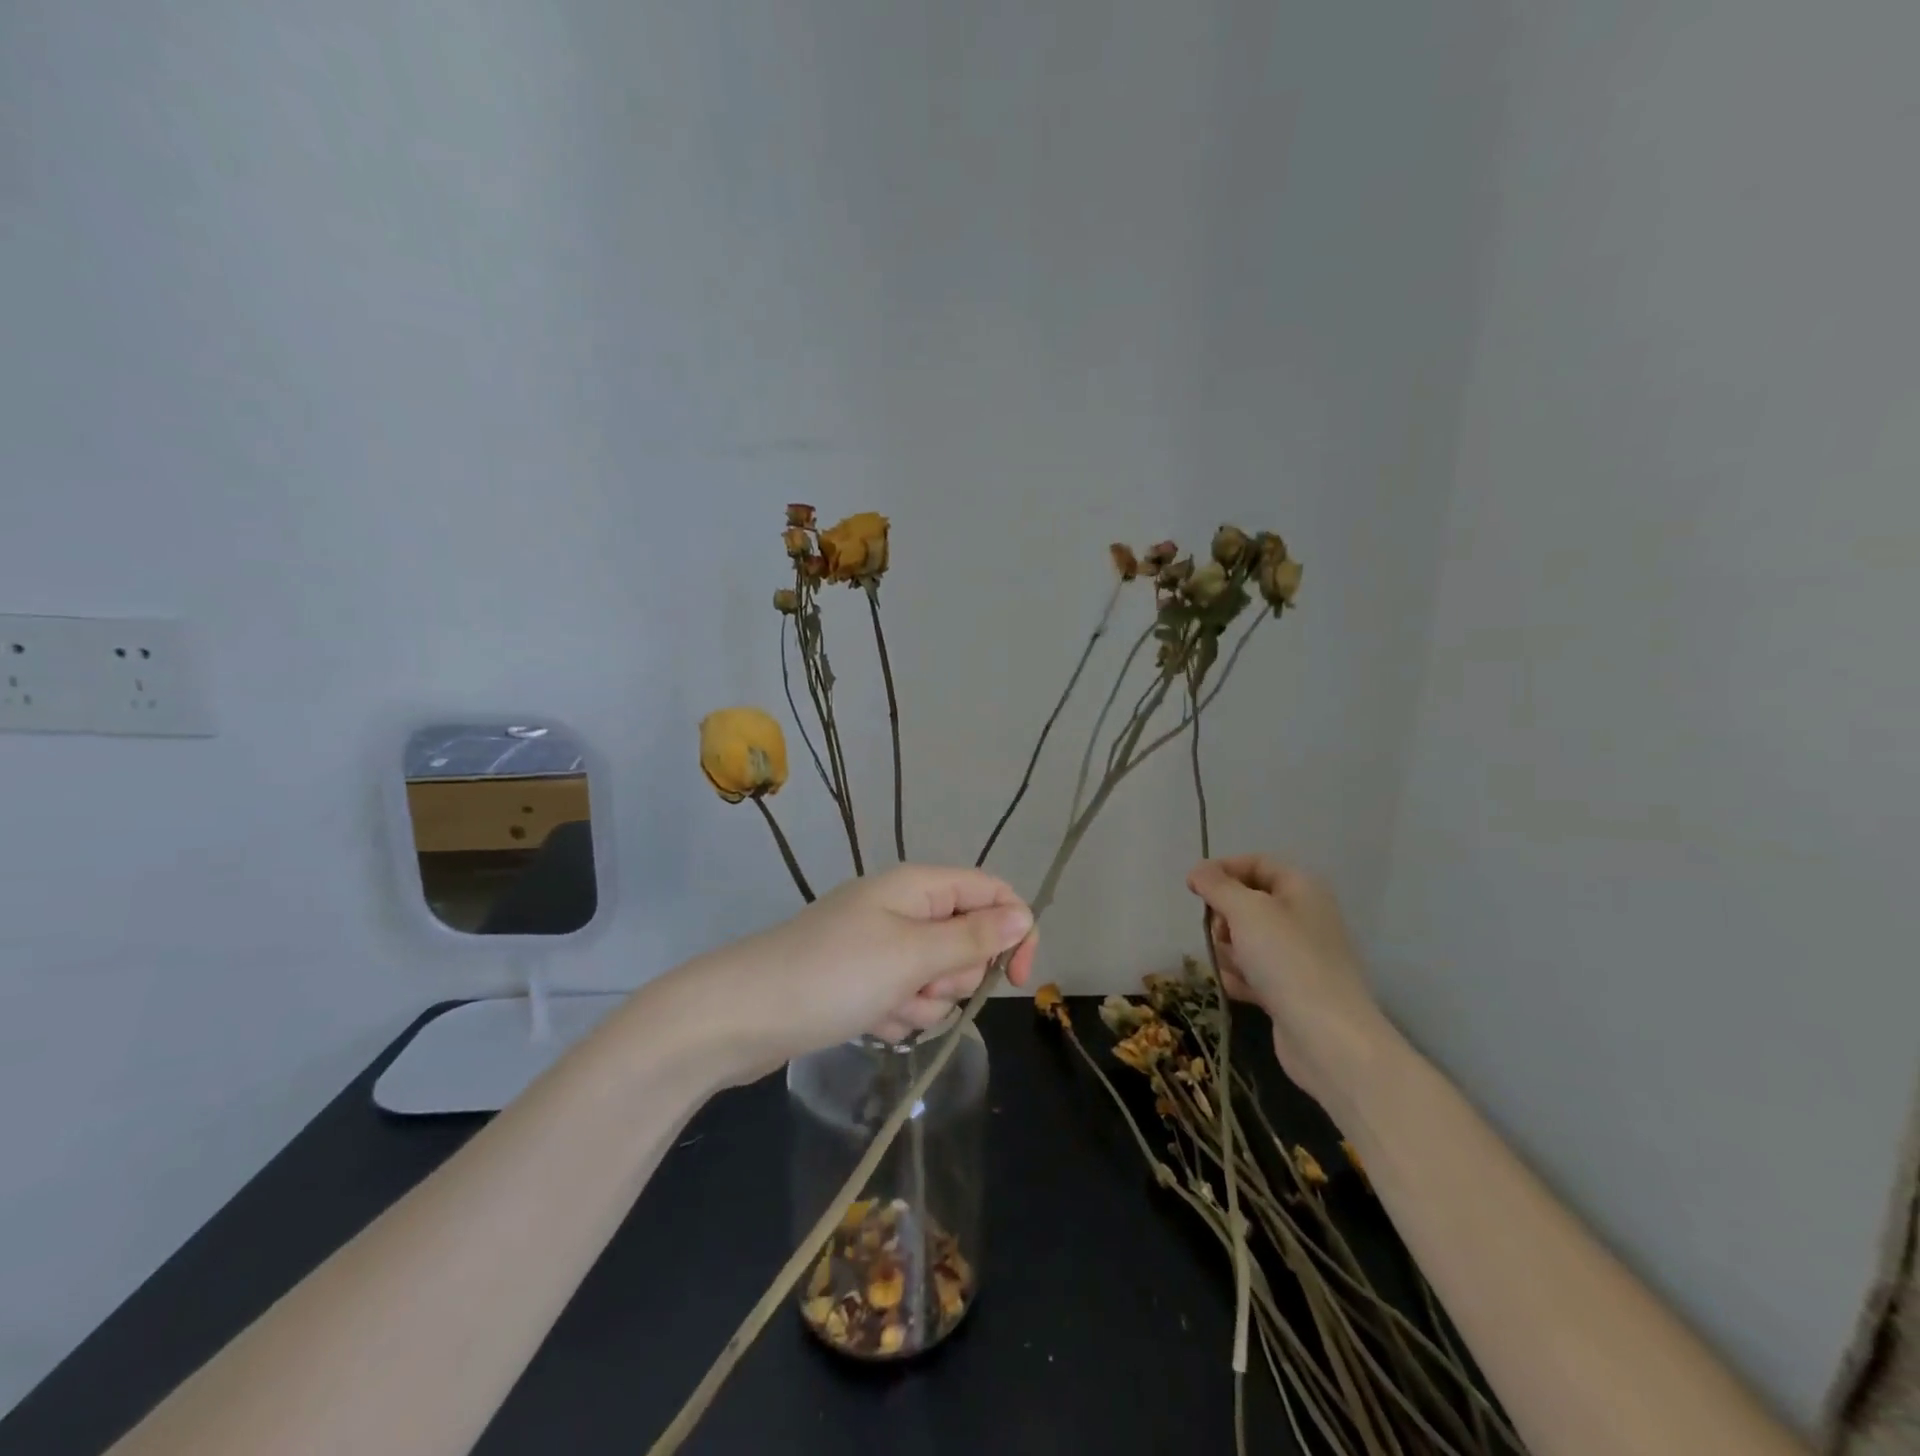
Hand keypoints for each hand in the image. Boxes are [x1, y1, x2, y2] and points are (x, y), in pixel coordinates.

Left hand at [680, 865, 1036, 1080]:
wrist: (741, 1016)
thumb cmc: (833, 975)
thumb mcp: (911, 955)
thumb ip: (972, 937)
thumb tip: (1024, 914)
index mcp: (917, 886)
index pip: (990, 891)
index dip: (1014, 929)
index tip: (1018, 979)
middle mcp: (903, 909)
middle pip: (966, 939)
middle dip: (954, 976)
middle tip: (919, 987)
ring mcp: (880, 946)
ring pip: (937, 977)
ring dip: (923, 1002)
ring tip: (884, 1009)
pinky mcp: (863, 981)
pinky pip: (906, 999)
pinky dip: (896, 1016)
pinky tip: (868, 1024)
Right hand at [1186, 855, 1390, 1110]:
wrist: (1328, 1037)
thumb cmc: (1287, 960)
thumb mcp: (1246, 911)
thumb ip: (1217, 886)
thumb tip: (1197, 871)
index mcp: (1301, 888)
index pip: (1255, 863)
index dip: (1222, 870)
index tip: (1193, 887)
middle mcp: (1302, 916)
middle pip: (1245, 903)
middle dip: (1224, 918)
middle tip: (1223, 933)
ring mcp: (1296, 955)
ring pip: (1243, 939)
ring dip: (1230, 952)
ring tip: (1239, 969)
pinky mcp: (1288, 988)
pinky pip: (1251, 971)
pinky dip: (1240, 978)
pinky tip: (1242, 991)